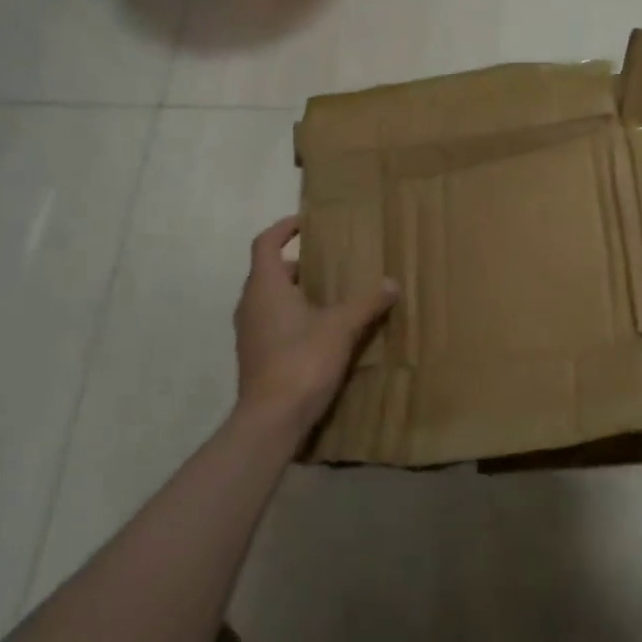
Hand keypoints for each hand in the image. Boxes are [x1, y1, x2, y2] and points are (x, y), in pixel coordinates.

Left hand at [233, 215, 396, 435]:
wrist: (272, 419)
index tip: (306, 222)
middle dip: (298, 263)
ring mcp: (249, 332)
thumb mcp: (342, 327)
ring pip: (271, 299)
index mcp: (266, 287)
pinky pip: (273, 322)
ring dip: (296, 291)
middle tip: (330, 261)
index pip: (266, 243)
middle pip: (270, 271)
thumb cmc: (302, 360)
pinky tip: (322, 330)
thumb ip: (367, 303)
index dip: (283, 228)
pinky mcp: (255, 355)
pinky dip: (293, 316)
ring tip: (330, 294)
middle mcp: (250, 304)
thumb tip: (392, 283)